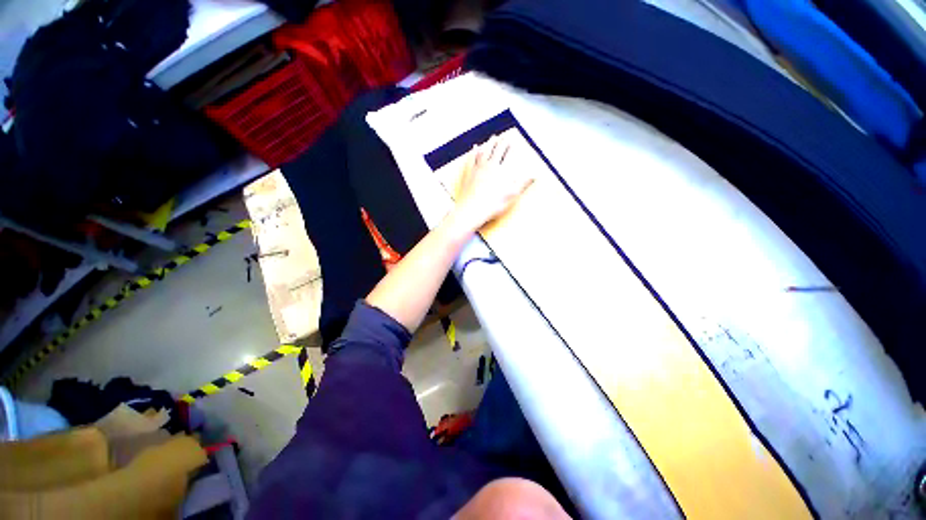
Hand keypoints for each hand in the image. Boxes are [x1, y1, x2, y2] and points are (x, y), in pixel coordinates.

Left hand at [451, 134, 533, 232]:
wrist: (472, 209)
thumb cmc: (493, 205)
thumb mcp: (512, 196)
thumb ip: (523, 184)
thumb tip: (535, 176)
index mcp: (502, 171)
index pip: (508, 155)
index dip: (511, 148)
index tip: (514, 142)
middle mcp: (490, 166)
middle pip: (497, 150)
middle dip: (502, 143)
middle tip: (504, 137)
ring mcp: (478, 168)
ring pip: (485, 151)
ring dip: (489, 143)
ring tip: (493, 137)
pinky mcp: (468, 173)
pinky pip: (471, 158)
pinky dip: (474, 151)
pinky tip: (475, 147)